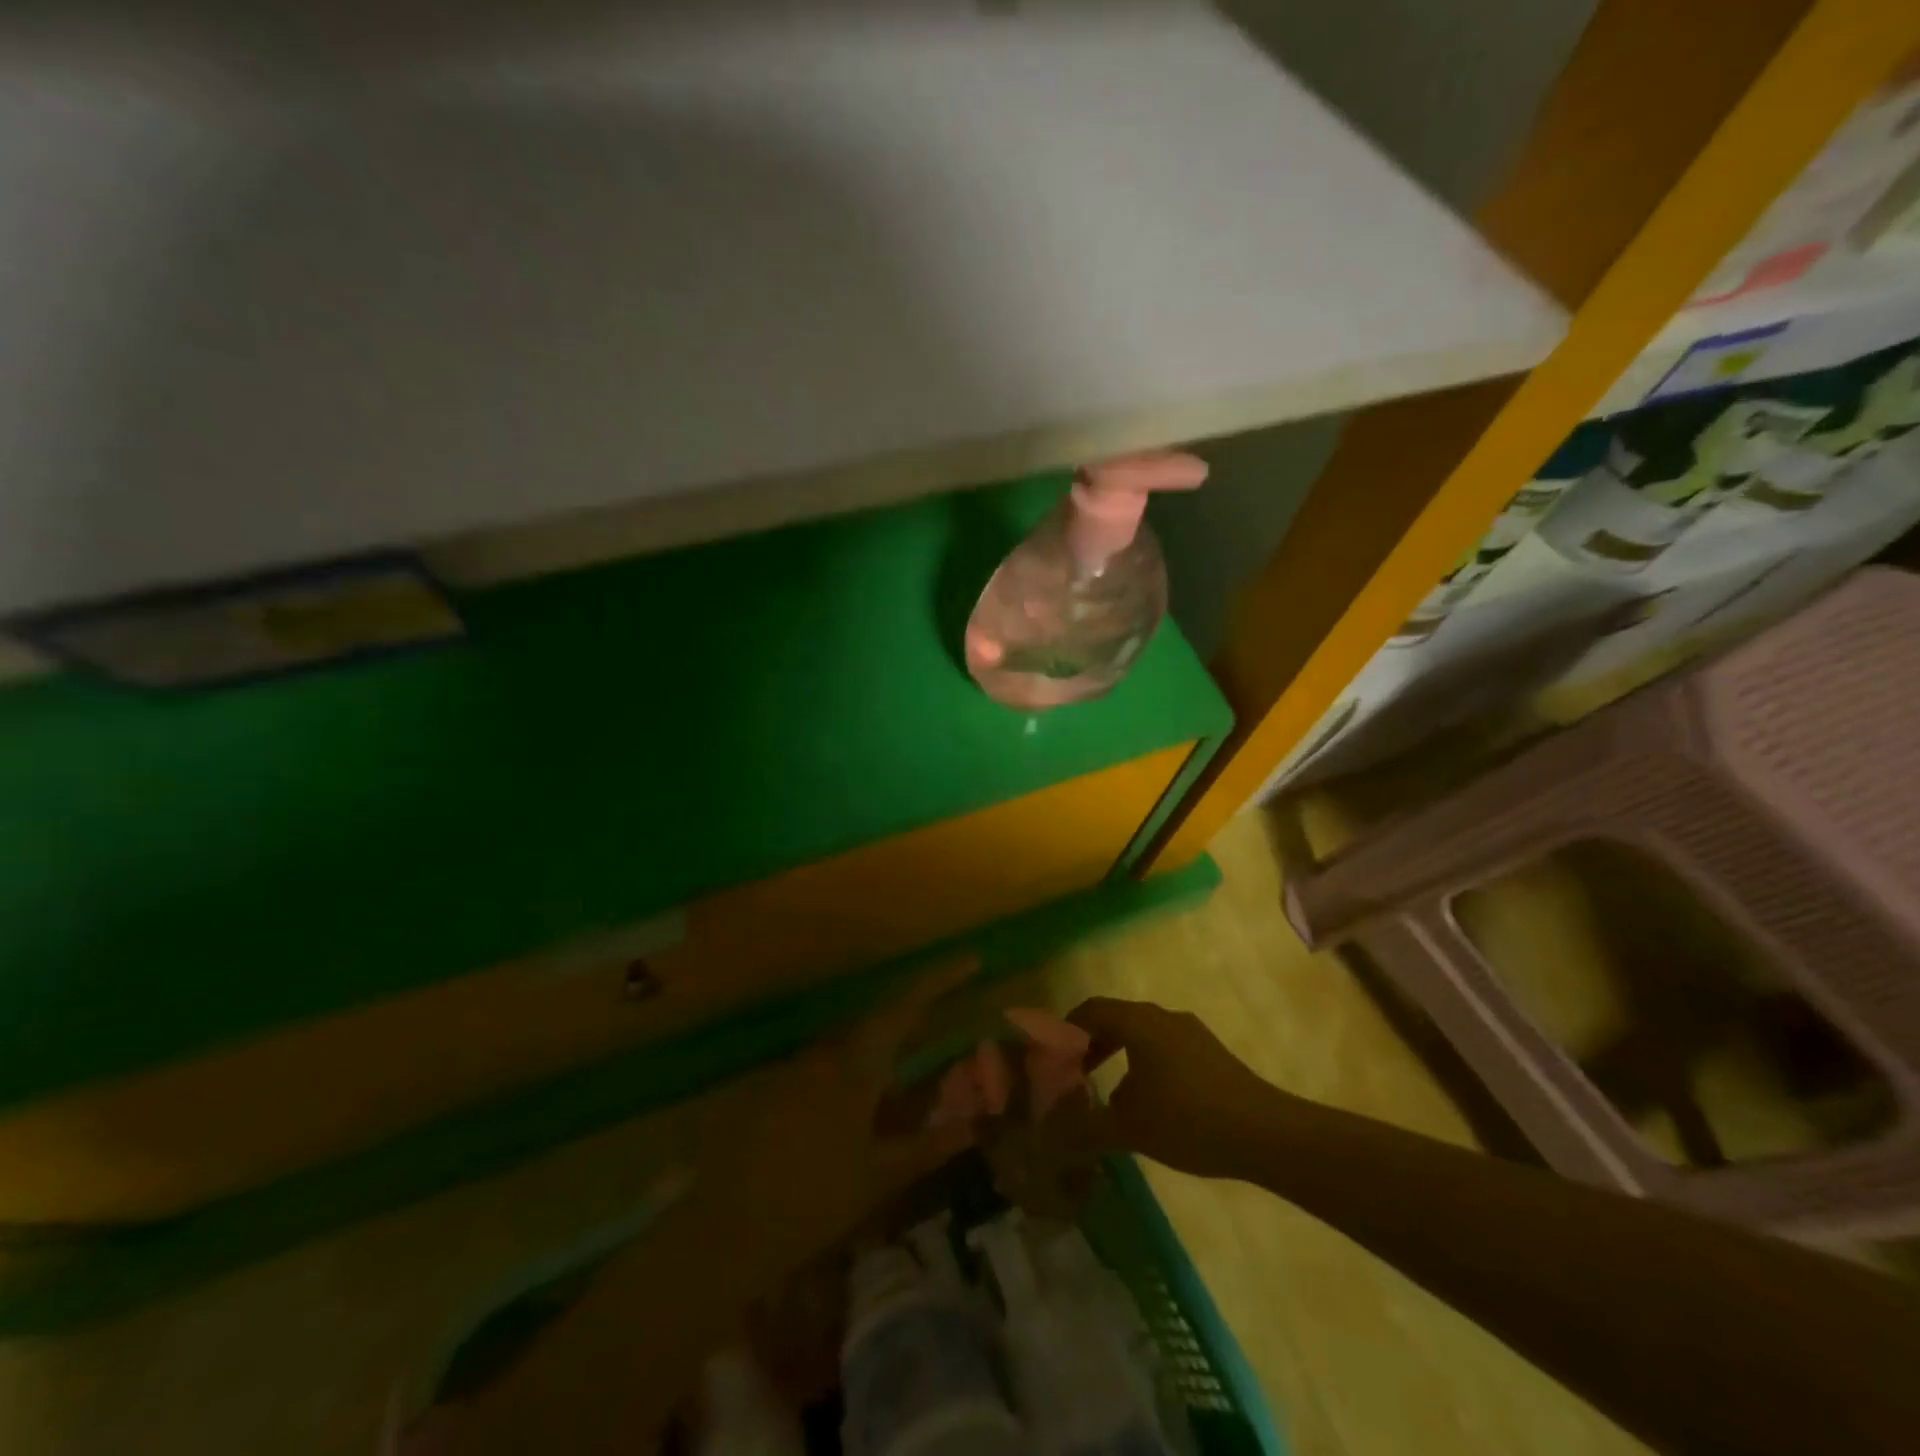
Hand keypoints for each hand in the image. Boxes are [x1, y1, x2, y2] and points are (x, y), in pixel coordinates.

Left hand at [697, 956, 980, 1278]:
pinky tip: (862, 1116)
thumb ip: (927, 1147)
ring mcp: (800, 1068)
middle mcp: (828, 1054)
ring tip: (906, 1088)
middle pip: (881, 1023)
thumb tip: (974, 1127)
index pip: (906, 1008)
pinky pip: (830, 1070)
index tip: (971, 960)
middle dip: (916, 1020)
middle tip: (948, 1020)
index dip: (940, 981)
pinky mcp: (780, 1088)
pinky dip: (856, 1080)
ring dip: (884, 1058)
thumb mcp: (879, 1177)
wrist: (729, 1228)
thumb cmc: (813, 1200)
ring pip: (855, 1048)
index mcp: (858, 1066)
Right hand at [1068, 997, 1282, 1178]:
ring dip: (1121, 1054)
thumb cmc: (1188, 1120)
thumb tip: (1048, 1136)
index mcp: (1138, 1022)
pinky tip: (1151, 1103)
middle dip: (1093, 1043)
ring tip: (1111, 1094)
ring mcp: (1190, 1032)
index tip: (1052, 1055)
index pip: (1091, 1009)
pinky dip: (1146, 1064)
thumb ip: (1085, 1128)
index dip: (1067, 1028)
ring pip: (1143, 1033)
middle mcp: (1162, 1016)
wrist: (1265, 1133)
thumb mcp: (1128, 1128)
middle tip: (1076, 1073)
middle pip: (1117, 1018)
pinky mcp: (1211, 1052)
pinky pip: (1166, 1047)